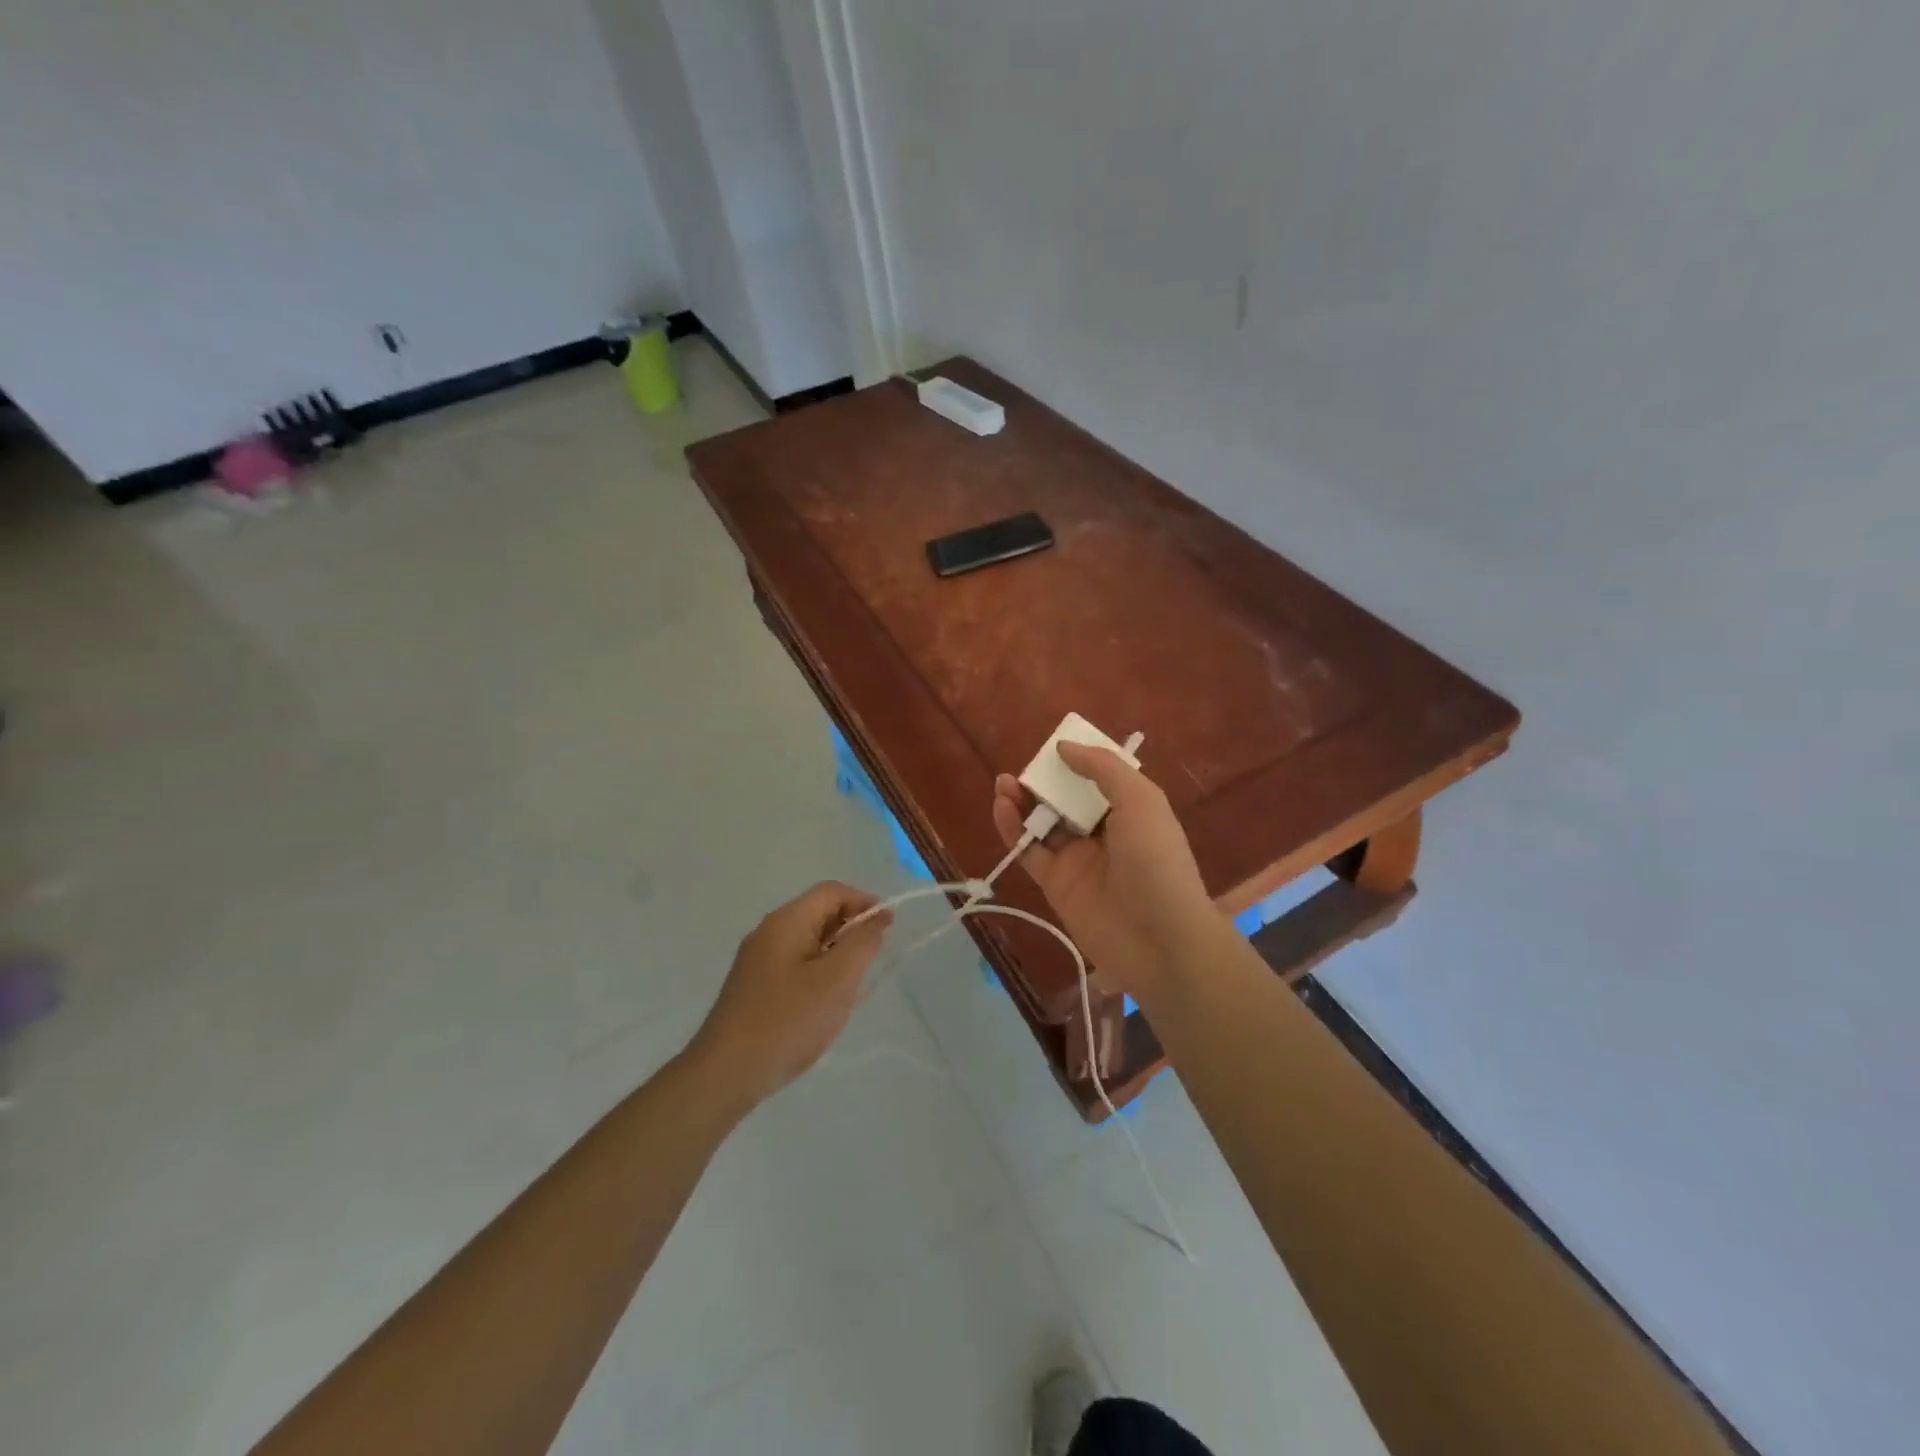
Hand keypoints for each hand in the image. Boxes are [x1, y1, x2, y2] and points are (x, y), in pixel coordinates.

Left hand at [688, 882, 892, 1107]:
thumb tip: (877, 918)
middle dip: (850, 927)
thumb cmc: (787, 1021)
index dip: (864, 902)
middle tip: (873, 959)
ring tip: (852, 984)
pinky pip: (794, 963)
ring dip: (835, 952)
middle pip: (818, 912)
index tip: (888, 927)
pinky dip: (817, 970)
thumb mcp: (837, 980)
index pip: (832, 892)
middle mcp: (768, 932)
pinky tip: (823, 1003)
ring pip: (807, 940)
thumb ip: (862, 943)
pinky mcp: (752, 986)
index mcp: (787, 921)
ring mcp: (756, 960)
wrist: (724, 1074)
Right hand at [993, 743, 1224, 1003]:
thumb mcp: (1141, 801)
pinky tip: (1001, 807)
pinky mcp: (1055, 884)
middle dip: (1045, 781)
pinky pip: (1029, 851)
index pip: (1099, 780)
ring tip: (1004, 784)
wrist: (1159, 940)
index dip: (1077, 763)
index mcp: (1131, 811)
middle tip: (1023, 770)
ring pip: (1043, 823)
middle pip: (1066, 800)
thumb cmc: (1157, 861)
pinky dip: (1013, 829)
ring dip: (1023, 801)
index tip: (1055, 750)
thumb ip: (1103, 769)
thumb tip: (1065, 747)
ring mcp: (1077, 860)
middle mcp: (1103, 833)